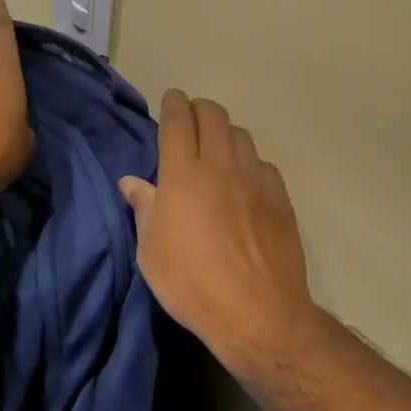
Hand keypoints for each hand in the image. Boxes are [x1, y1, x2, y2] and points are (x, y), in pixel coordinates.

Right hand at [120, 90, 317, 376]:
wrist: (257, 311)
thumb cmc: (192, 283)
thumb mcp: (151, 251)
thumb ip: (144, 207)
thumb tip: (130, 181)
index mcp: (183, 174)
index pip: (178, 120)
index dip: (173, 103)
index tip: (172, 99)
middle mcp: (220, 165)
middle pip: (213, 115)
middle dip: (199, 109)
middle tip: (191, 121)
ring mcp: (255, 178)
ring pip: (240, 134)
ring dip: (224, 134)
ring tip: (217, 150)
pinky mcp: (280, 195)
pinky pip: (263, 164)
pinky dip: (249, 163)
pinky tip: (245, 184)